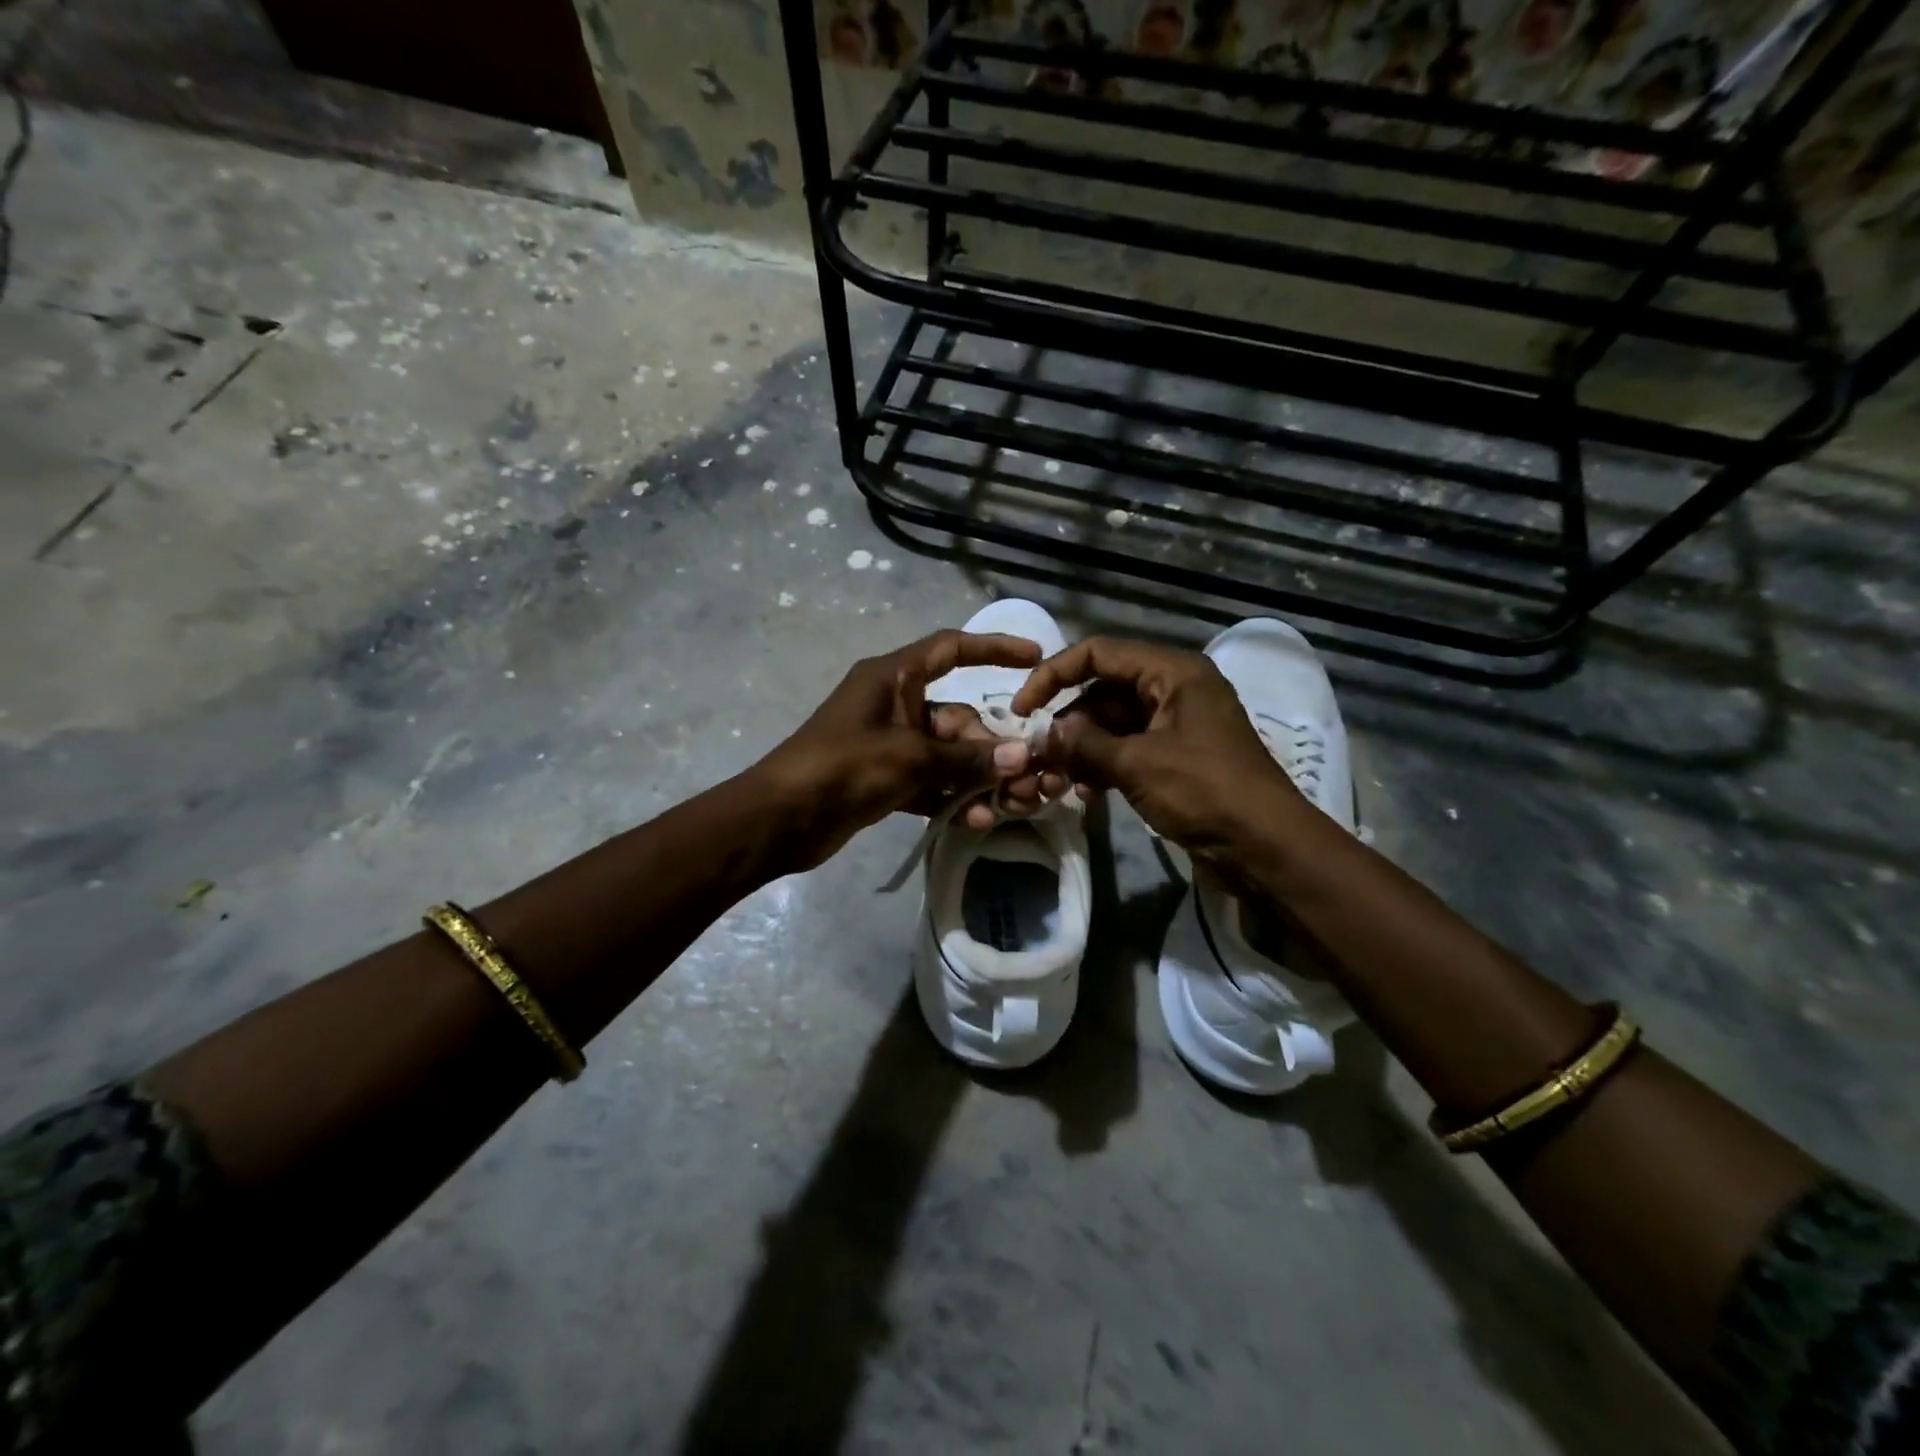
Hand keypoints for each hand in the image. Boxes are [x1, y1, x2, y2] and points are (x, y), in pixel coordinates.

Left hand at [753, 630, 1044, 870]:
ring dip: (975, 778)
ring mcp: (890, 743)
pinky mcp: (885, 778)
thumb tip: (1022, 756)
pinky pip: (930, 781)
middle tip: (1023, 776)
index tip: (1034, 657)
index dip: (994, 648)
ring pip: (947, 754)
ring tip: (1005, 806)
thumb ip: (966, 758)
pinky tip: (975, 820)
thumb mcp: (910, 758)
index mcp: (893, 677)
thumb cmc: (843, 768)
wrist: (780, 819)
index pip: (951, 649)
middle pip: (958, 716)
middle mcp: (894, 704)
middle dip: (990, 746)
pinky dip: (950, 797)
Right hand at [1012, 636, 1310, 868]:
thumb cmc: (1205, 791)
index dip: (1053, 675)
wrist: (1265, 847)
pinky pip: (1127, 749)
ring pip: (1113, 723)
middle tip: (1038, 754)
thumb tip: (1045, 733)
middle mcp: (1174, 689)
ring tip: (1057, 779)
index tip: (1022, 709)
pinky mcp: (1175, 757)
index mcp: (1173, 672)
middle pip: (1103, 689)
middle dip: (1068, 721)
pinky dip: (1103, 765)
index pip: (1098, 653)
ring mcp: (1175, 724)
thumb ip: (1085, 743)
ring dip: (1082, 748)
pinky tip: (1084, 792)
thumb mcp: (1137, 764)